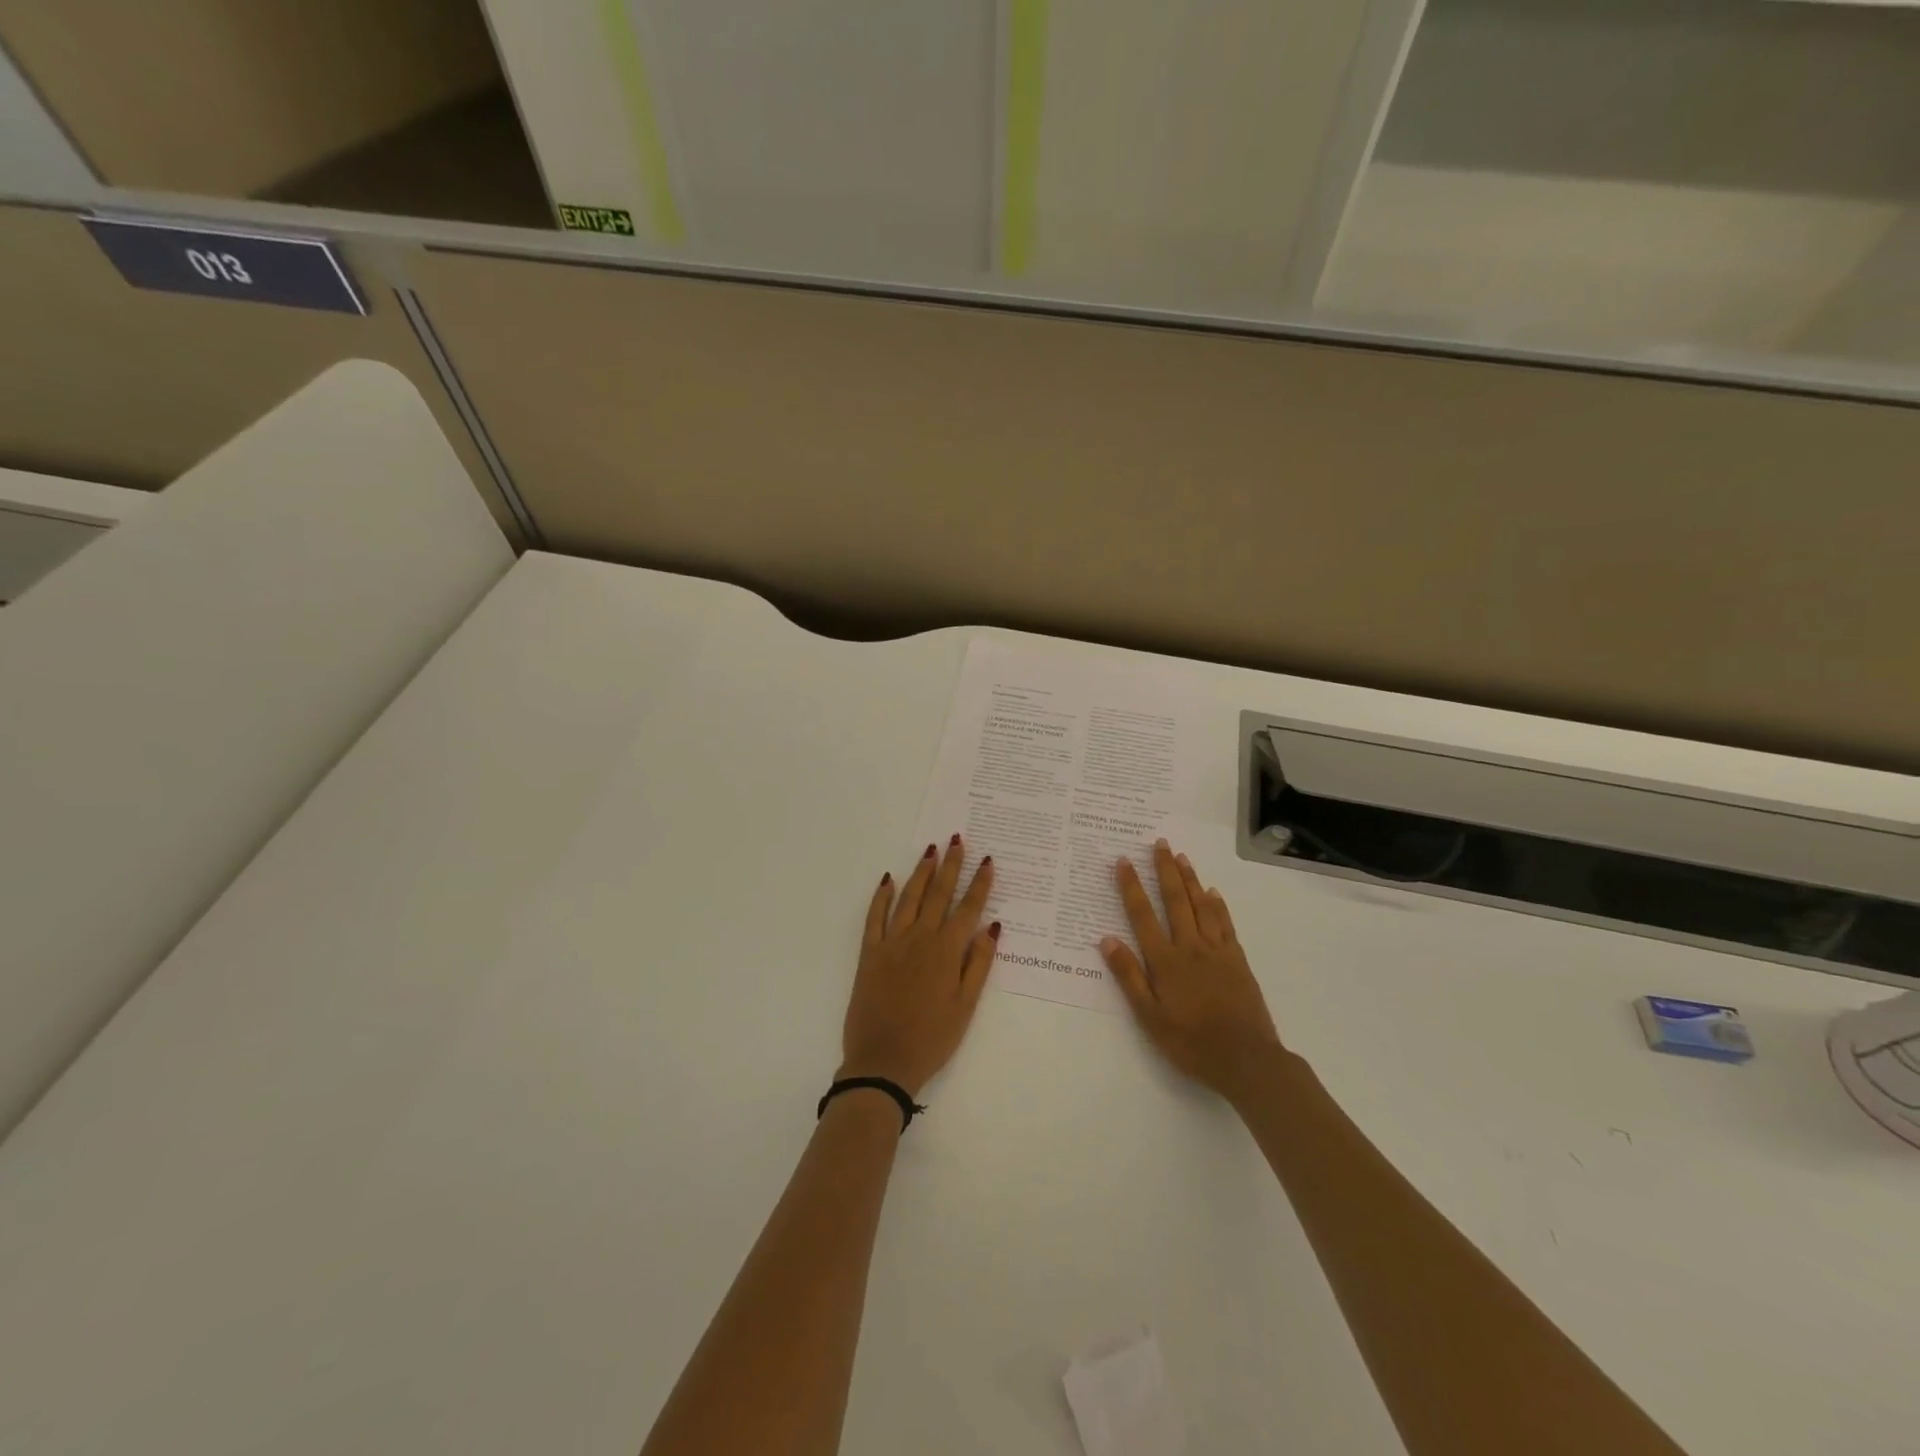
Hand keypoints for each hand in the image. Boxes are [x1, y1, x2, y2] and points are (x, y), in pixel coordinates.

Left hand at [840, 836, 999, 1097]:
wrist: (883, 1062)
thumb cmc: (932, 1039)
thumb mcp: (965, 1006)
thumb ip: (978, 964)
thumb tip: (993, 927)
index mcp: (946, 952)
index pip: (968, 909)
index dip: (979, 884)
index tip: (987, 861)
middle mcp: (920, 939)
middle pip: (938, 894)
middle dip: (950, 865)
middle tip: (957, 840)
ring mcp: (892, 943)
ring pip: (909, 898)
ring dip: (921, 872)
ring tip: (931, 850)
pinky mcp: (869, 953)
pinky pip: (875, 917)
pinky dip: (882, 896)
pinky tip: (889, 879)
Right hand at [1099, 840, 1281, 1102]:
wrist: (1246, 1059)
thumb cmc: (1190, 1042)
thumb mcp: (1149, 1016)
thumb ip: (1128, 976)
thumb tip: (1107, 939)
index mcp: (1165, 961)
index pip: (1143, 915)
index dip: (1131, 887)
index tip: (1124, 861)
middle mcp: (1190, 947)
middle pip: (1175, 900)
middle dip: (1164, 870)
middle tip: (1159, 843)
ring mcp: (1217, 951)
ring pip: (1201, 906)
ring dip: (1190, 879)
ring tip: (1182, 857)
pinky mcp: (1238, 960)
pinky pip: (1225, 924)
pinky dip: (1218, 905)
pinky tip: (1213, 893)